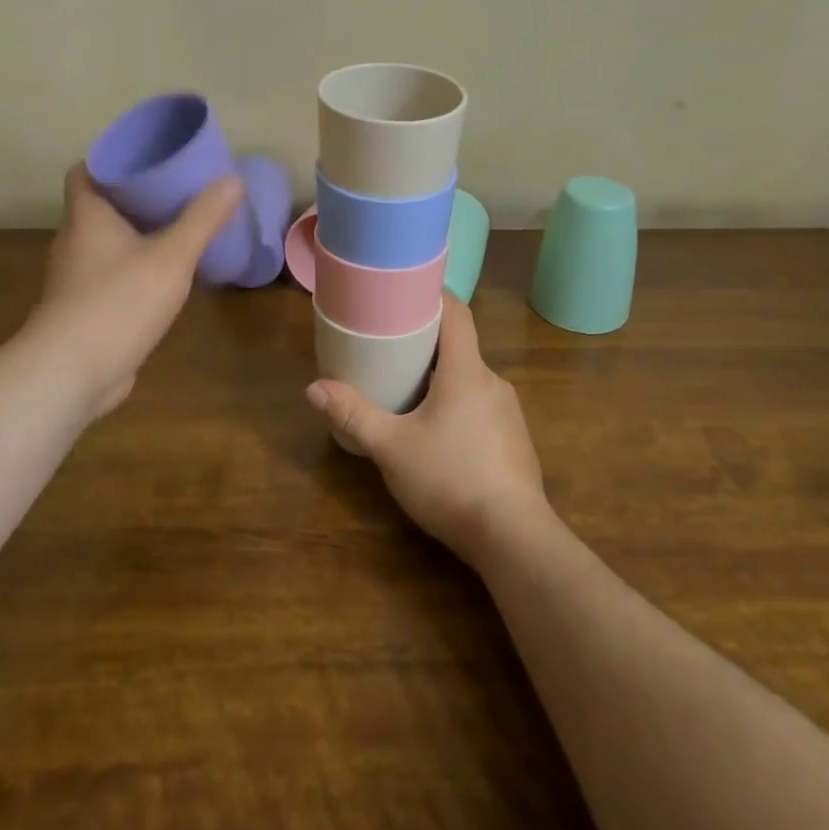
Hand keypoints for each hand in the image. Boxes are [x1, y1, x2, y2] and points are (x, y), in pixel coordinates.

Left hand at [30, 164, 243, 422]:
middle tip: (177, 188)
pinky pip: (111, 273)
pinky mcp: (84, 307)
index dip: (114, 159)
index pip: (86, 170)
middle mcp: (75, 240)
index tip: (150, 158)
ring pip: (107, 241)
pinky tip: (164, 274)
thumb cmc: (118, 302)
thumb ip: (202, 218)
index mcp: (87, 215)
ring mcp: (76, 277)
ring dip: (137, 232)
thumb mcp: (171, 256)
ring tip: (178, 226)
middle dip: (136, 196)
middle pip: (101, 204)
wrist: (72, 373)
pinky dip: (134, 266)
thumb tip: (232, 180)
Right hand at [303, 296, 546, 562]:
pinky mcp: (515, 443)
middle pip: (460, 347)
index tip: (408, 290)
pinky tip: (440, 434)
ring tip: (410, 391)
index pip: (457, 314)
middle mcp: (493, 382)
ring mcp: (509, 414)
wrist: (514, 539)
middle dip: (428, 343)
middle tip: (392, 346)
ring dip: (443, 379)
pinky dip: (459, 407)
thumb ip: (353, 415)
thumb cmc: (450, 479)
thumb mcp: (391, 448)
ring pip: (471, 381)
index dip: (435, 296)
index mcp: (466, 371)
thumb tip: (313, 388)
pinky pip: (483, 408)